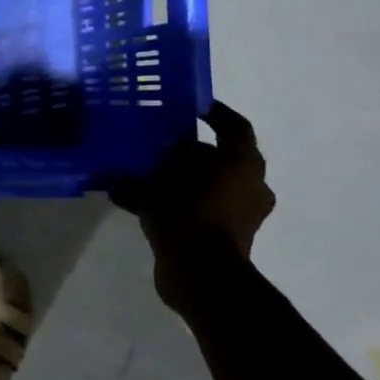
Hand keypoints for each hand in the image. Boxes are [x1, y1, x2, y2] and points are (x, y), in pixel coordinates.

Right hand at [112, 101, 274, 307]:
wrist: (200, 273)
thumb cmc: (189, 213)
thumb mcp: (167, 175)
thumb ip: (168, 155)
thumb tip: (168, 146)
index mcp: (244, 164)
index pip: (233, 126)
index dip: (214, 113)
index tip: (191, 105)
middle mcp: (249, 185)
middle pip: (217, 158)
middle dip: (185, 151)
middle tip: (155, 143)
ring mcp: (238, 214)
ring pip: (202, 185)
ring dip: (174, 179)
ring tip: (136, 174)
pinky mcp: (223, 236)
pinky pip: (194, 209)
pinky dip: (170, 203)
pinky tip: (129, 201)